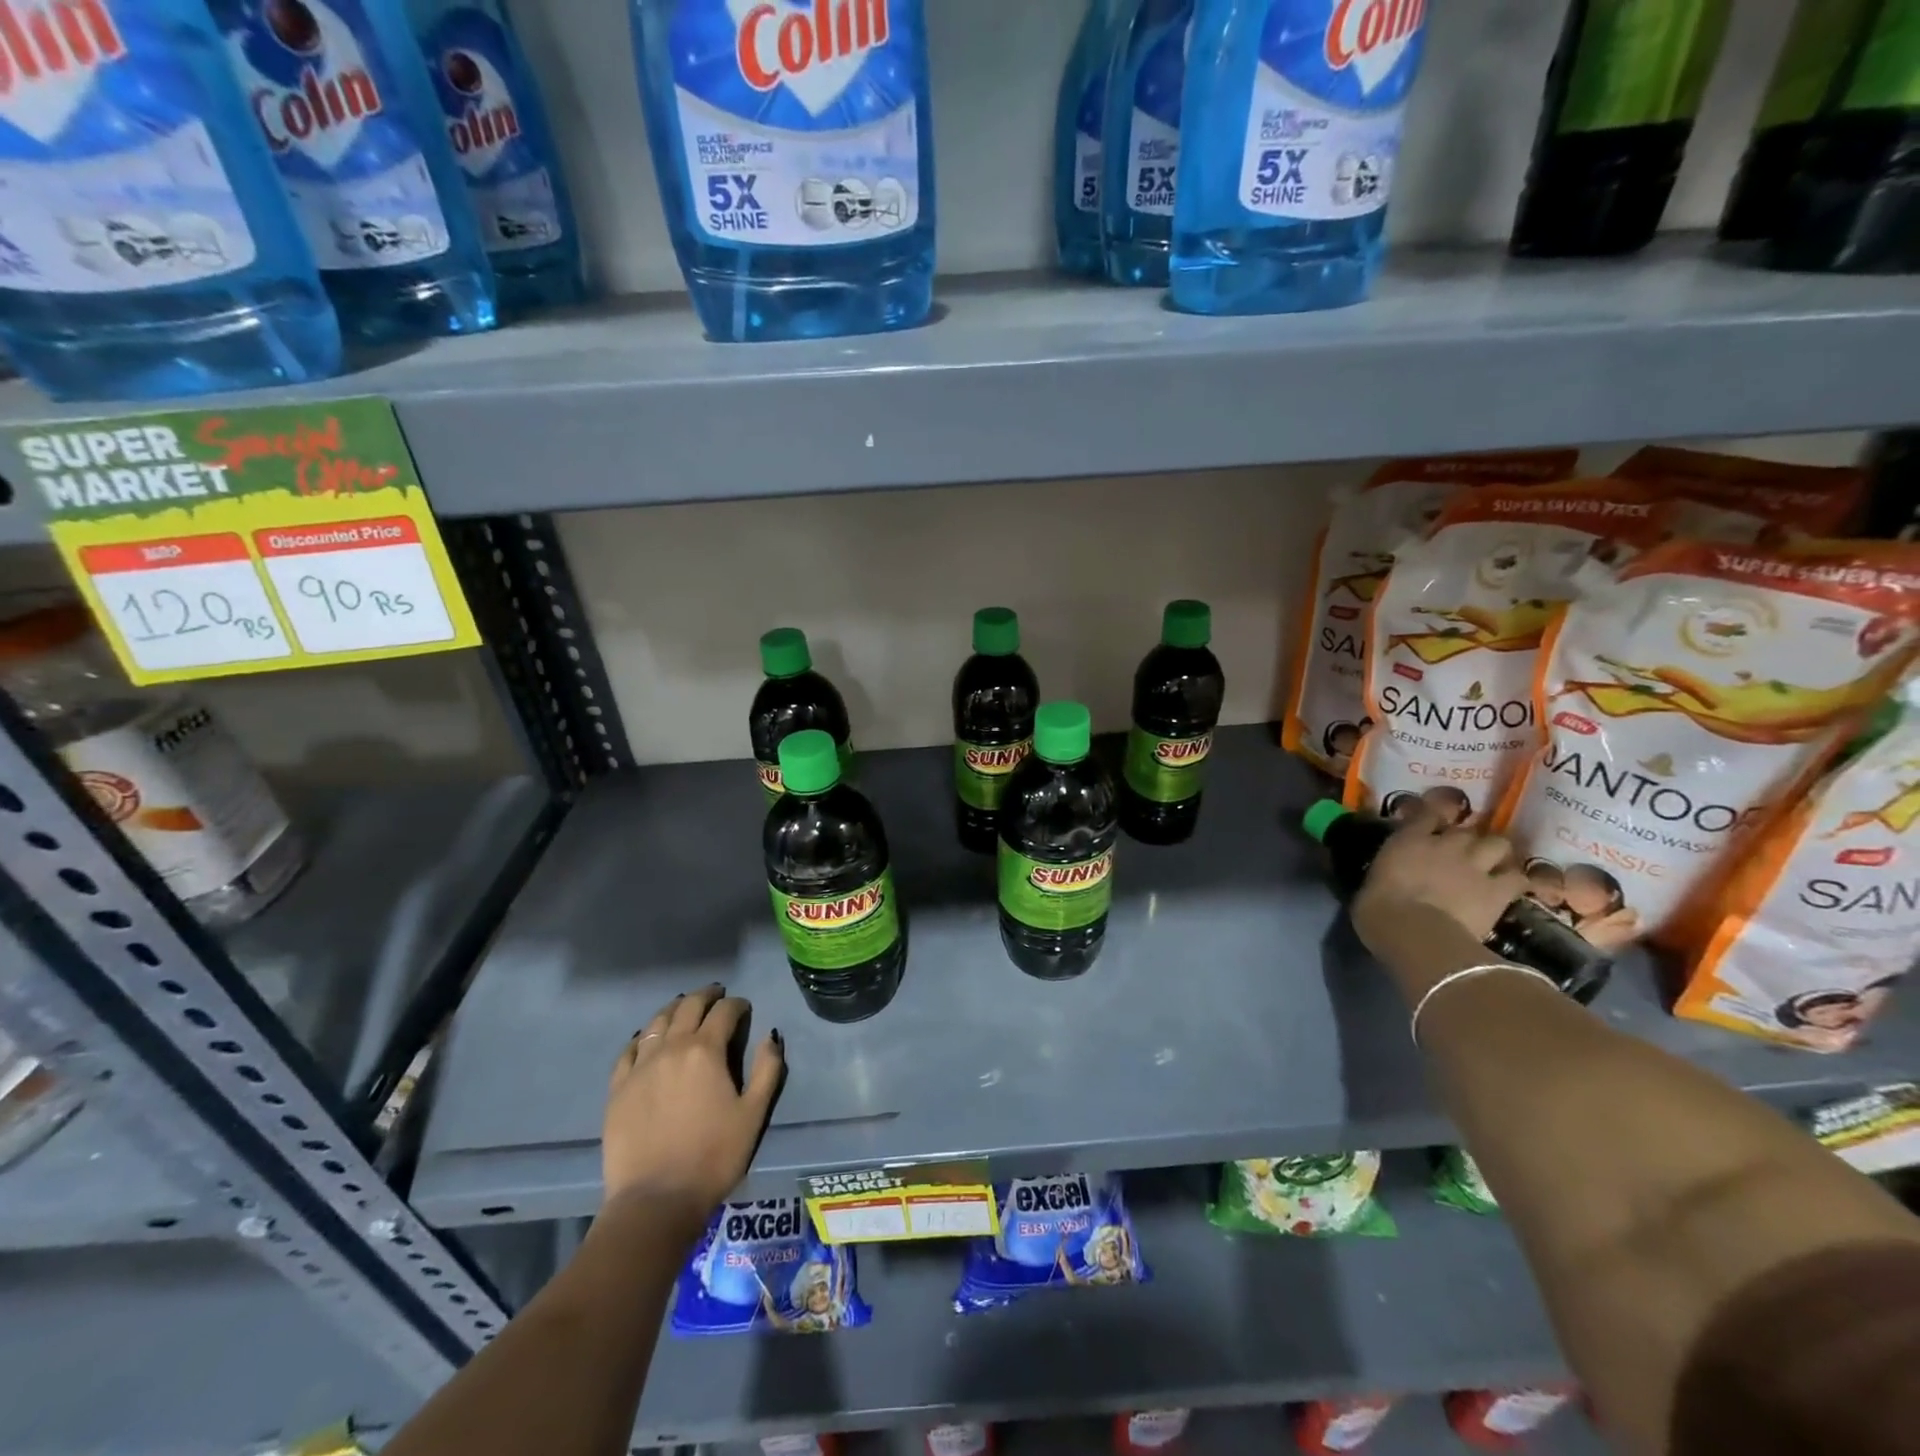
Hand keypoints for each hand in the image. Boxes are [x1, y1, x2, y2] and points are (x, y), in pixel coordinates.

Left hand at [603, 984, 784, 1219]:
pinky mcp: (618, 1089)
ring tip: (684, 1008)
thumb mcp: (754, 1114)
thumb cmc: (713, 1156)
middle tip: (716, 994)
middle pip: (688, 1007)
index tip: (744, 1008)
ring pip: (657, 1023)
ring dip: (674, 1009)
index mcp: (705, 1050)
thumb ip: (767, 1069)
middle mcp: (671, 1048)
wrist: (656, 1200)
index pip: (724, 1012)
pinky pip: (629, 1051)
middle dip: (706, 996)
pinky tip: (646, 1039)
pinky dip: (642, 1037)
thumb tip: (771, 1037)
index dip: (737, 1005)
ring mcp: (640, 1067)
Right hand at [1350, 805, 1524, 956]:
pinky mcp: (1498, 890)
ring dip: (1495, 853)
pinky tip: (1510, 889)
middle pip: (1466, 830)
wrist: (1414, 932)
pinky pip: (1517, 878)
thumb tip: (1387, 879)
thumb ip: (1387, 874)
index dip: (1433, 817)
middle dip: (1466, 840)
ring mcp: (1475, 865)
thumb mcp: (1371, 884)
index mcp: (1408, 840)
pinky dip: (1515, 881)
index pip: (1426, 814)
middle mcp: (1445, 844)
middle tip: (1462, 853)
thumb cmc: (1378, 909)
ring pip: (1498, 844)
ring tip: (1491, 865)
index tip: (1432, 824)